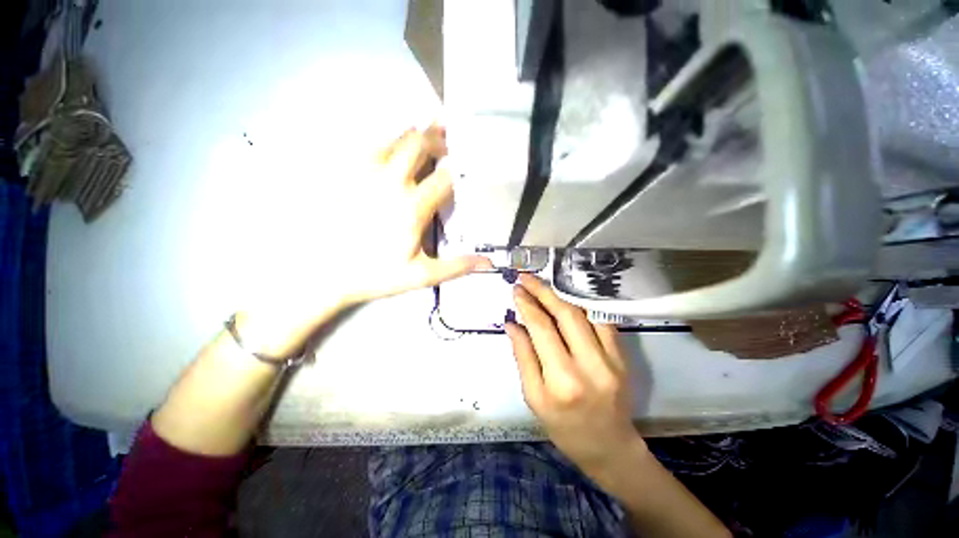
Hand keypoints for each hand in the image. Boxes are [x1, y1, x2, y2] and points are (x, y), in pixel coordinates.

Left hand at [344, 125, 491, 302]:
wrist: (322, 272)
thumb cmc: (375, 273)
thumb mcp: (421, 275)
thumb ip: (456, 267)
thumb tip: (488, 263)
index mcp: (413, 206)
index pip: (445, 175)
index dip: (460, 166)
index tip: (468, 164)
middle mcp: (391, 181)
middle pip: (419, 143)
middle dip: (438, 139)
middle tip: (448, 144)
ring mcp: (364, 172)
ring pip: (394, 139)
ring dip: (414, 137)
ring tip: (426, 140)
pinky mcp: (344, 171)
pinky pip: (370, 145)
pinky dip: (387, 143)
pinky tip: (392, 151)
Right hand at [505, 274, 644, 479]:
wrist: (608, 446)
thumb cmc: (563, 427)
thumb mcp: (533, 396)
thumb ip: (522, 356)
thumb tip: (513, 323)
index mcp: (562, 380)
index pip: (542, 329)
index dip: (527, 305)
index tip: (516, 289)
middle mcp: (590, 365)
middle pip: (566, 315)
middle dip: (543, 291)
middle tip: (527, 279)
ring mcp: (612, 359)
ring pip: (585, 313)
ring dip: (562, 296)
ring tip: (543, 287)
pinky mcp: (623, 357)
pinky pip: (602, 321)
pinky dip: (583, 307)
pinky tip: (568, 300)